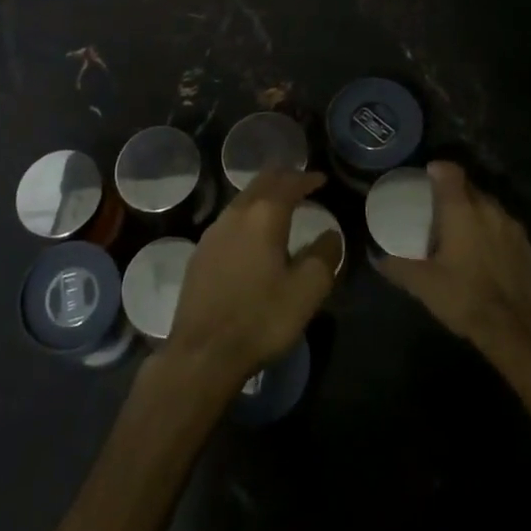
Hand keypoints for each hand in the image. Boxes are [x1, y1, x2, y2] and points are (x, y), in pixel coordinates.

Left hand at [162, 169, 339, 394]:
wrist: (203, 352)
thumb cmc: (261, 318)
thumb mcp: (306, 291)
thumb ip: (324, 256)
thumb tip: (330, 235)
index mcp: (264, 216)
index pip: (288, 183)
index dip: (306, 179)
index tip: (321, 179)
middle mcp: (236, 214)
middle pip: (261, 182)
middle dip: (283, 178)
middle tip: (301, 182)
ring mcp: (213, 232)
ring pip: (242, 199)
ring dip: (263, 195)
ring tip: (280, 204)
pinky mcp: (200, 252)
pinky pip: (230, 219)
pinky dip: (248, 214)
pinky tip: (252, 233)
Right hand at [379, 161, 530, 354]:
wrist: (512, 328)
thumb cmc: (463, 296)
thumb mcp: (422, 283)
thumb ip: (397, 266)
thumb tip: (378, 258)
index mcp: (461, 209)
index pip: (450, 172)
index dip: (437, 169)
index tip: (426, 176)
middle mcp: (488, 209)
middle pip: (469, 186)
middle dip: (454, 191)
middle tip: (437, 207)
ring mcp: (511, 226)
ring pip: (488, 205)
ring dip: (474, 210)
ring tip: (460, 229)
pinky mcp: (526, 245)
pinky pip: (503, 225)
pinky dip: (491, 229)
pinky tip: (483, 250)